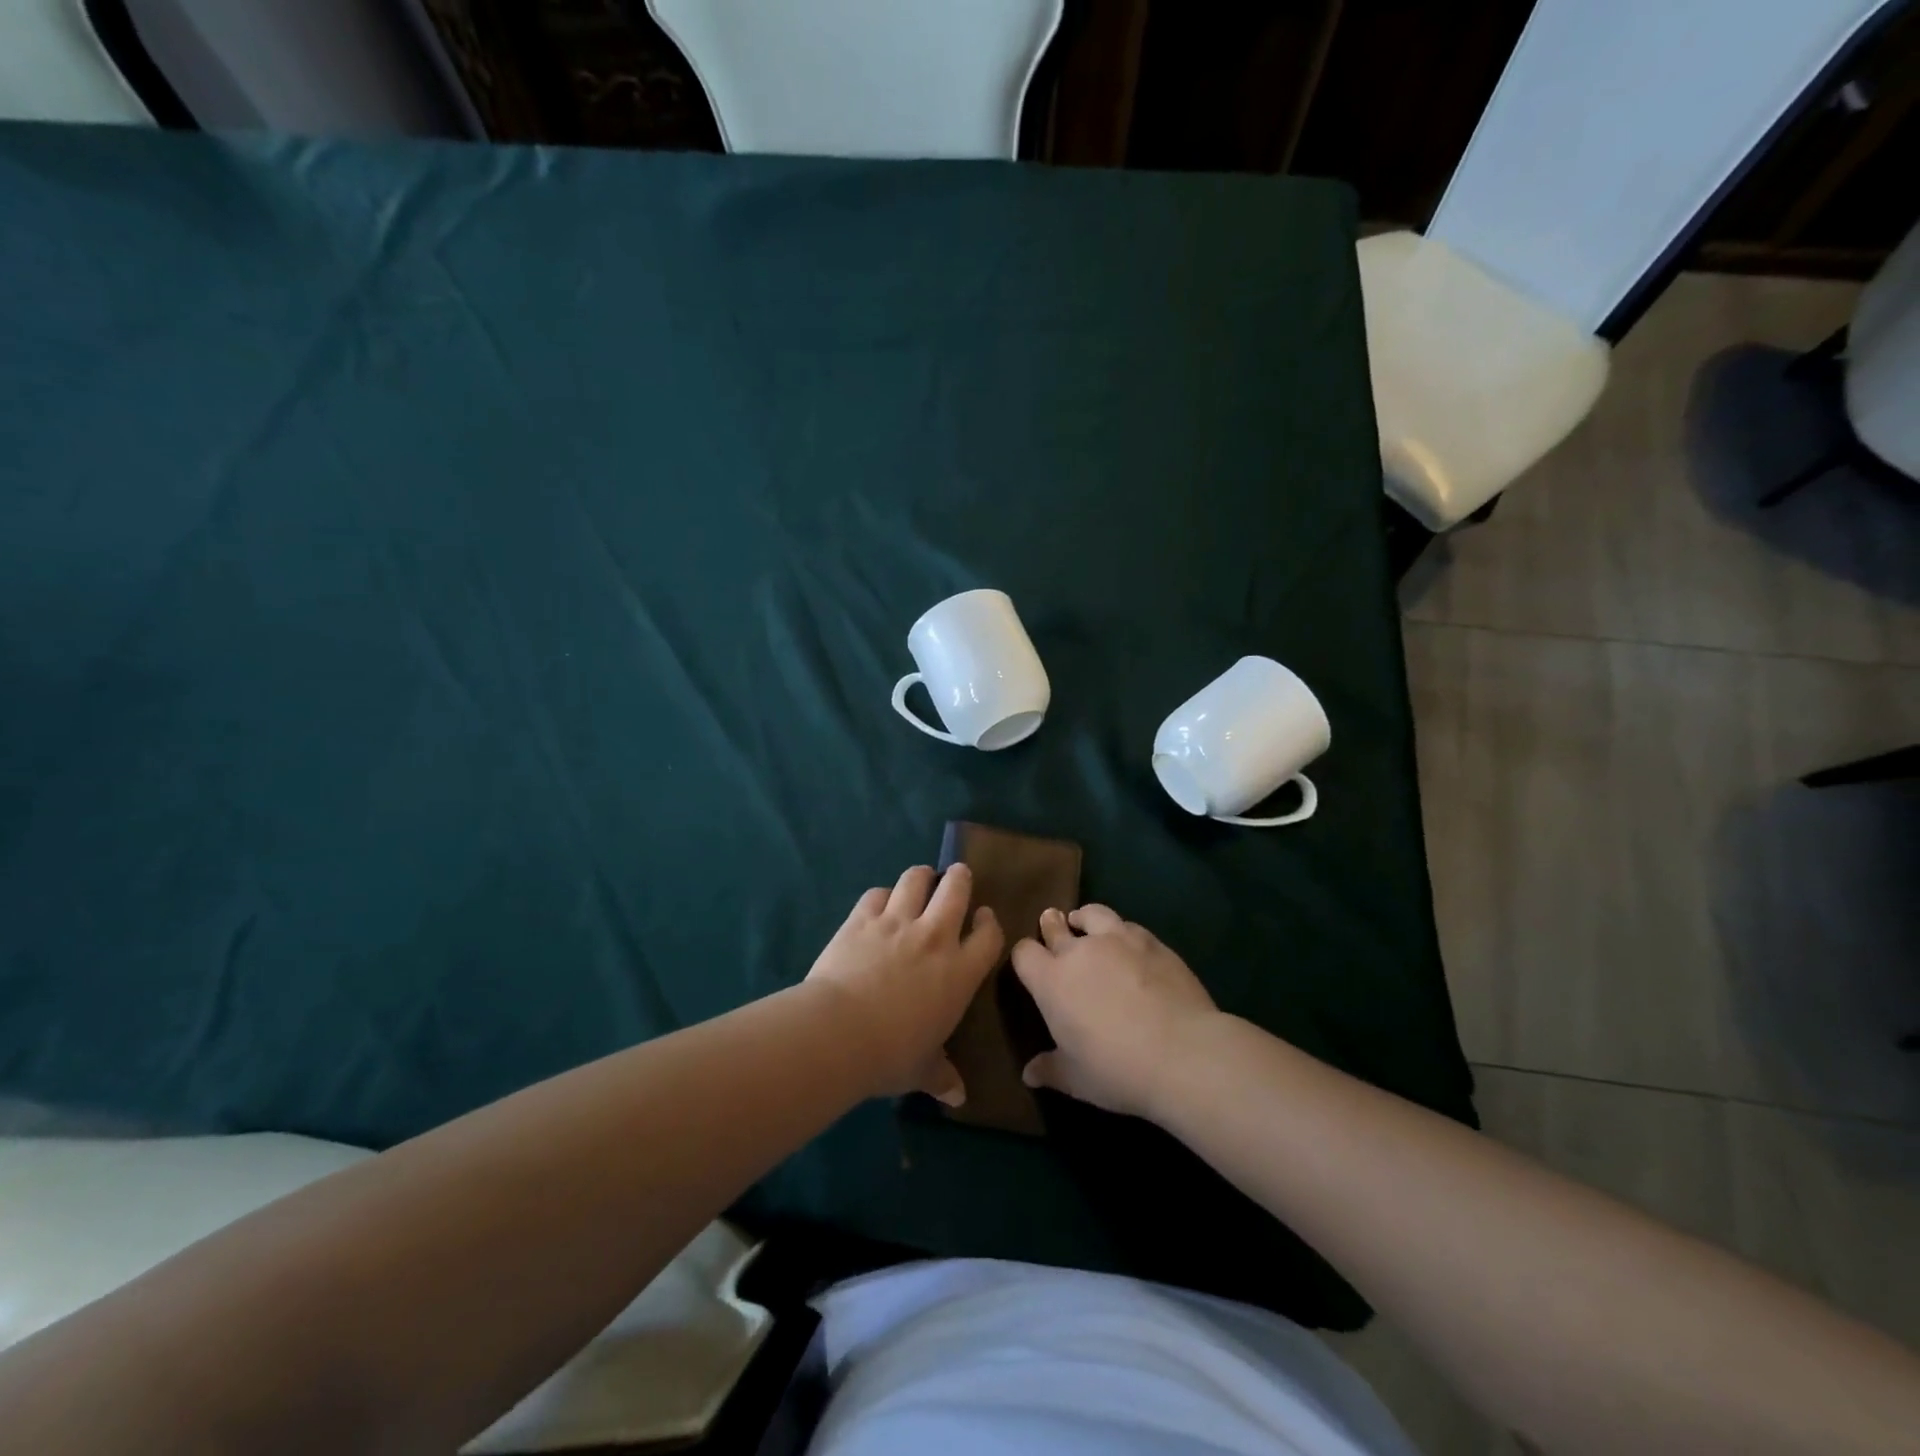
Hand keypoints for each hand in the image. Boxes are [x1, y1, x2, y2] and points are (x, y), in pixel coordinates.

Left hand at [804, 864, 1003, 1104]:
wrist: (840, 1032)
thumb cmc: (892, 1054)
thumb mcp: (922, 1070)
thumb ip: (941, 1076)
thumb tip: (957, 1097)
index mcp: (960, 972)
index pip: (988, 936)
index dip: (989, 923)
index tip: (984, 918)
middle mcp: (934, 937)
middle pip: (956, 891)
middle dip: (960, 878)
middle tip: (958, 875)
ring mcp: (897, 923)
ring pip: (916, 880)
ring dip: (921, 876)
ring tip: (921, 878)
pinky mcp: (862, 918)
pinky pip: (876, 893)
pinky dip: (881, 895)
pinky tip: (878, 903)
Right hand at [1010, 904, 1220, 1119]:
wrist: (1183, 1053)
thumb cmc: (1117, 1070)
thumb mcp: (1076, 1080)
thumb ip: (1050, 1069)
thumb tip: (1029, 1073)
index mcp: (1052, 982)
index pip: (1024, 953)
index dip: (1025, 957)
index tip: (1030, 964)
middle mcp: (1079, 952)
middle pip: (1055, 926)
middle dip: (1051, 926)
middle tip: (1052, 924)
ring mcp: (1118, 940)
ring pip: (1093, 914)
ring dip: (1085, 919)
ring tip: (1085, 923)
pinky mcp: (1151, 942)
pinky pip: (1128, 926)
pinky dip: (1121, 931)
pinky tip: (1129, 943)